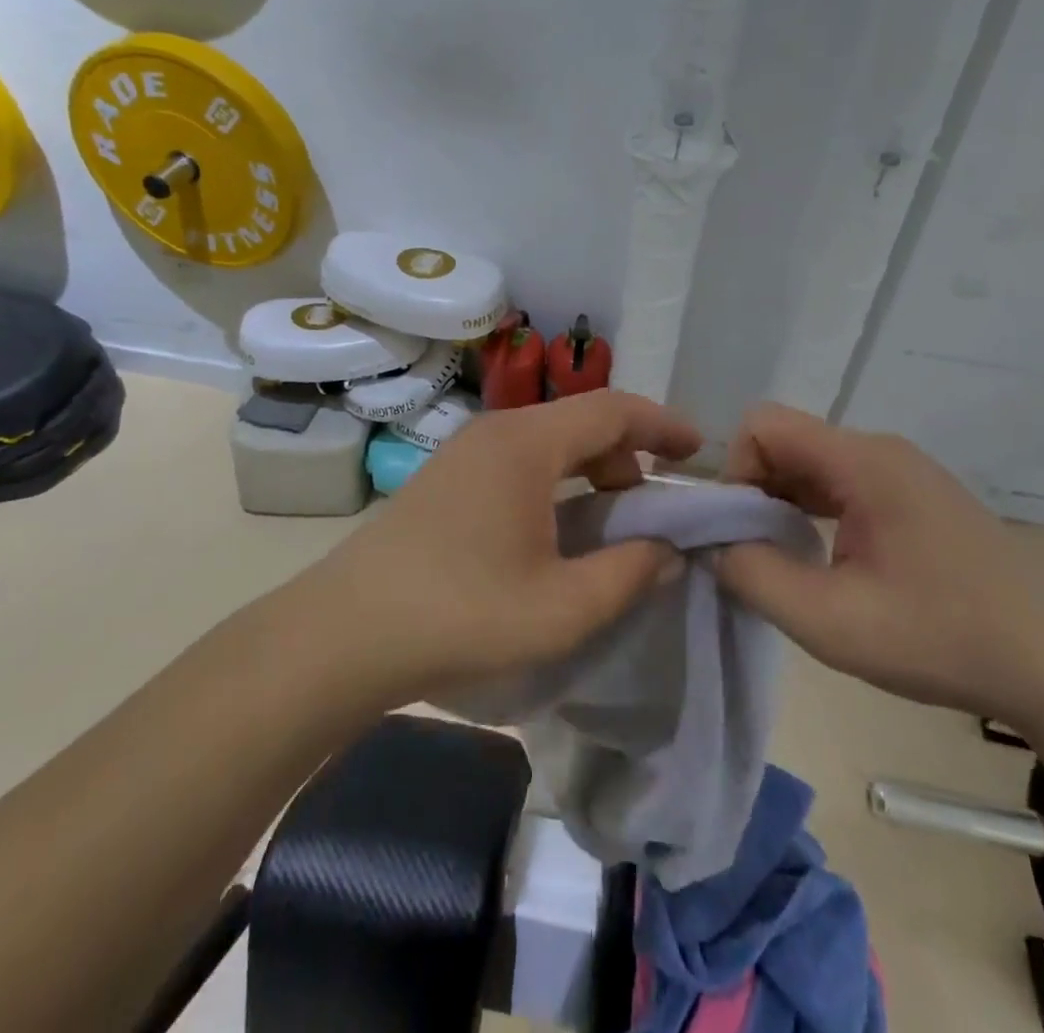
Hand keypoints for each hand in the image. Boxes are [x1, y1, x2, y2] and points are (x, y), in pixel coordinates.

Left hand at [312, 391, 701, 695]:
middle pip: (582, 419)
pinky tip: (556, 527)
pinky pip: (520, 459)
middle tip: (654, 501)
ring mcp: (466, 451)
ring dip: (591, 467)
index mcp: (528, 444)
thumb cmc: (461, 614)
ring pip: (550, 439)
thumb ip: (629, 573)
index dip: (663, 424)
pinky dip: (557, 479)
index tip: (698, 449)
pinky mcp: (447, 475)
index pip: (613, 409)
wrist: (345, 633)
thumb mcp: (562, 608)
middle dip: (629, 452)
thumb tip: (668, 550)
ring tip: (612, 516)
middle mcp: (497, 431)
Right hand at [712, 403, 1043, 720]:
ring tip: (784, 560)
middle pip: (787, 442)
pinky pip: (841, 484)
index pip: (764, 425)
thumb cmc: (940, 637)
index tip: (738, 531)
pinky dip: (813, 511)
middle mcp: (880, 450)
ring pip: (813, 464)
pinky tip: (823, 558)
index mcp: (863, 461)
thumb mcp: (830, 621)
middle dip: (754, 491)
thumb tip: (715, 545)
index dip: (736, 471)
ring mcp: (901, 471)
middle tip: (754, 554)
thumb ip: (755, 576)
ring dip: (783, 503)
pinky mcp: (913, 496)